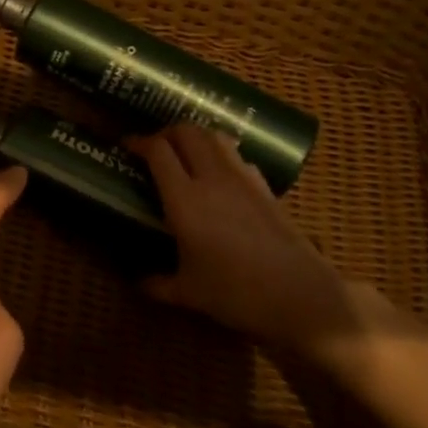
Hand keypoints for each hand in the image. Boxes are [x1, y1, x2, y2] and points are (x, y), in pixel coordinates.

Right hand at [129, 125, 374, 361]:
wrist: (301, 295)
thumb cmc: (237, 294)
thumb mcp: (190, 293)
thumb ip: (159, 284)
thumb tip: (138, 283)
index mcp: (184, 199)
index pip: (157, 151)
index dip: (139, 141)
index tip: (127, 145)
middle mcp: (211, 177)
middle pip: (186, 131)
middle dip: (166, 132)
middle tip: (155, 146)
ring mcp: (241, 177)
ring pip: (213, 135)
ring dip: (194, 134)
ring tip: (184, 150)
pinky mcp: (263, 184)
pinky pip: (235, 154)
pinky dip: (219, 152)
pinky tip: (218, 173)